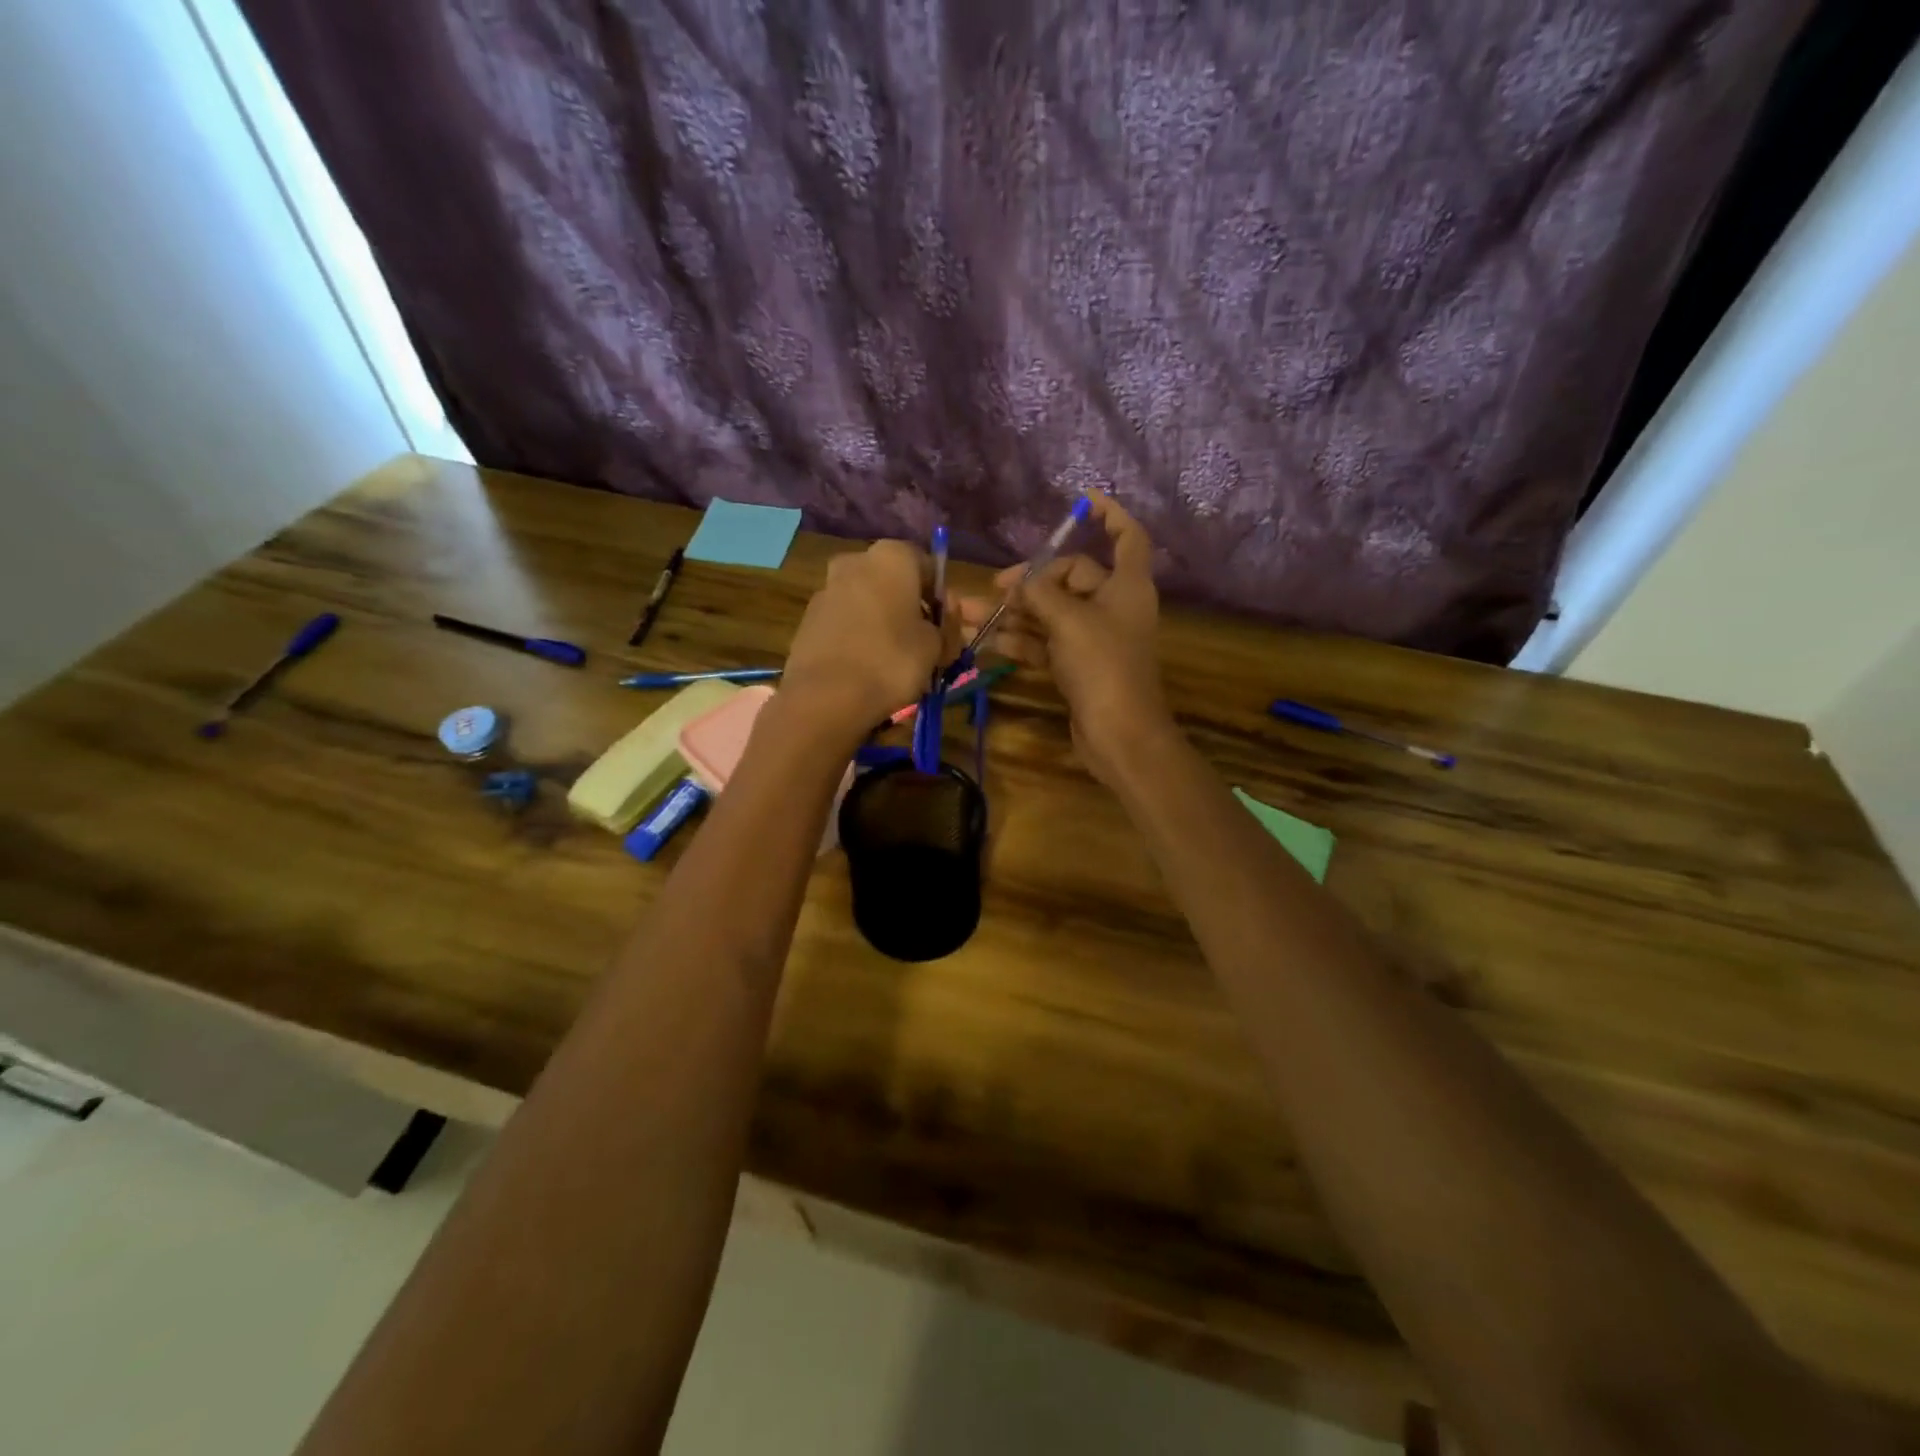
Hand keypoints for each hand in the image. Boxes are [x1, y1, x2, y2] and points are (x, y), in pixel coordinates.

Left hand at [782, 540, 955, 735]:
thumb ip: (947, 627)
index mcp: (891, 557)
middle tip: (942, 646)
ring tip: (912, 663)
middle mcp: (856, 562)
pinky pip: (851, 625)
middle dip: (922, 614)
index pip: (930, 567)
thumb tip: (948, 620)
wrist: (824, 697)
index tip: (959, 627)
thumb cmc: (890, 660)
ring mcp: (828, 591)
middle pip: (900, 587)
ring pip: (874, 607)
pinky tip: (880, 668)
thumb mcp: (935, 645)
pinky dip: (868, 639)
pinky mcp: (810, 622)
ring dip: (894, 627)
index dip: (947, 600)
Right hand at [958, 494, 1169, 784]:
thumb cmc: (1103, 666)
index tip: (1084, 501)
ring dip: (1014, 613)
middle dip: (1031, 581)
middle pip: (1071, 577)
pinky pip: (1046, 642)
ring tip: (970, 615)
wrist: (1119, 734)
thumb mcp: (1069, 621)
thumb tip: (1021, 583)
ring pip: (1051, 613)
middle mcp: (1113, 606)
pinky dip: (1021, 640)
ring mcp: (1094, 638)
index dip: (1110, 515)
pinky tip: (988, 642)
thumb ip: (1040, 594)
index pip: (1127, 537)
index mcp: (1126, 585)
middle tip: (995, 588)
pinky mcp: (1078, 665)